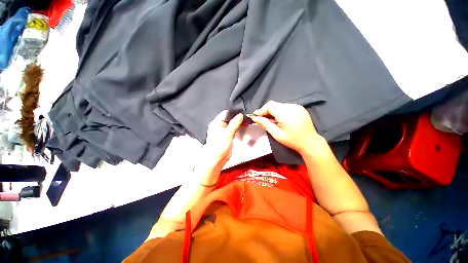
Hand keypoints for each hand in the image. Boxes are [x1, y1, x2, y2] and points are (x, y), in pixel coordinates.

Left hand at [204, 110, 243, 165]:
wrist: (217, 159)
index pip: (225, 113)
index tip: (241, 114)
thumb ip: (234, 123)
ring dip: (238, 123)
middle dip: (237, 118)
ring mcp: (223, 131)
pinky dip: (237, 128)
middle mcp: (218, 126)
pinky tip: (242, 128)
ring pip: (232, 124)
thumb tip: (240, 116)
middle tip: (244, 118)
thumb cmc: (217, 148)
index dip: (234, 113)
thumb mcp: (227, 134)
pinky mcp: (227, 136)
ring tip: (244, 122)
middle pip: (229, 118)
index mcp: (215, 123)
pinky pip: (233, 129)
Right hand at [250, 101, 322, 153]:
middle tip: (262, 119)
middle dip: (266, 111)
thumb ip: (265, 124)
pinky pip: (285, 106)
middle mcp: (292, 107)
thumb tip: (255, 118)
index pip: (270, 106)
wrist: (310, 142)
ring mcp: (297, 106)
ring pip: (279, 105)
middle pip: (274, 104)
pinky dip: (279, 111)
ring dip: (273, 111)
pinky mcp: (299, 107)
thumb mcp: (277, 134)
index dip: (261, 110)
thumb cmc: (292, 141)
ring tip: (272, 120)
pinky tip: (280, 119)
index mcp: (286, 114)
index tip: (255, 116)